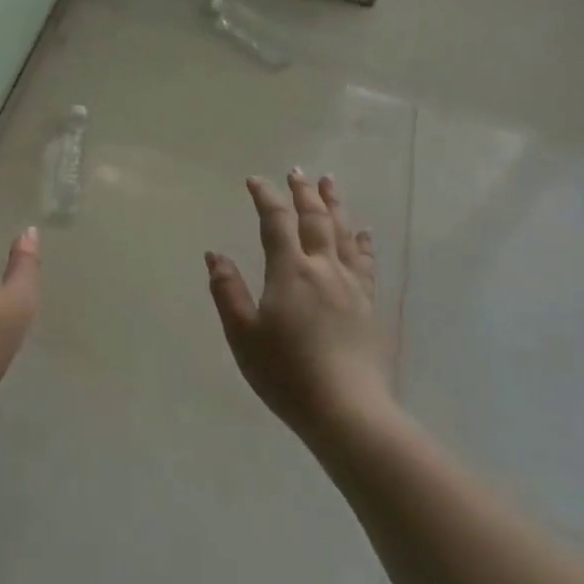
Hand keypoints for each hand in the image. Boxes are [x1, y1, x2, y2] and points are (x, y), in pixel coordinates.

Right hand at [207, 170, 396, 444]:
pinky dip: (361, 243)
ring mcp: (351, 286)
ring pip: (343, 234)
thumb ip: (227, 291)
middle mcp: (323, 269)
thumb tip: (214, 254)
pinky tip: (362, 234)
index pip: (276, 222)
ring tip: (330, 183)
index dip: (265, 197)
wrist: (348, 412)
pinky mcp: (369, 306)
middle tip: (297, 171)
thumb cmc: (287, 373)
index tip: (255, 180)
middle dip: (304, 192)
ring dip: (334, 205)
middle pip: (315, 219)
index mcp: (290, 271)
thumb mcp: (243, 335)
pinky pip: (365, 263)